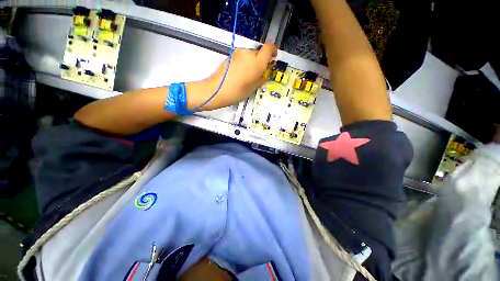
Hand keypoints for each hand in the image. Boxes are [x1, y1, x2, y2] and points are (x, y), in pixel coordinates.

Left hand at [186, 43, 277, 110]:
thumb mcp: (253, 88)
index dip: (273, 51)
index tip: (273, 58)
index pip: (269, 48)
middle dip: (261, 61)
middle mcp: (248, 53)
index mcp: (257, 62)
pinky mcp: (230, 55)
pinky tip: (240, 74)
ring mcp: (238, 53)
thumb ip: (261, 79)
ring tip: (248, 75)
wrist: (217, 90)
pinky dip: (244, 63)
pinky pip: (242, 57)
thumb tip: (265, 74)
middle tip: (259, 73)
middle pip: (259, 52)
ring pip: (250, 54)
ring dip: (252, 62)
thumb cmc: (237, 92)